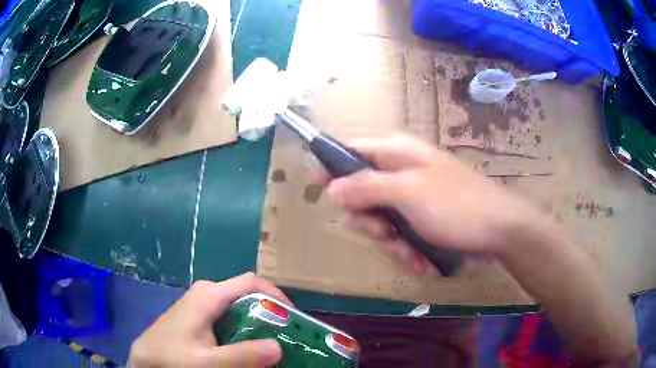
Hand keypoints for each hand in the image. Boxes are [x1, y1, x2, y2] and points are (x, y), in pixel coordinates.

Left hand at [129, 272, 291, 366]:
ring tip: (272, 347)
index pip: (251, 283)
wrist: (145, 361)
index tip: (294, 320)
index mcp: (209, 295)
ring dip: (258, 326)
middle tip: (287, 339)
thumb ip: (242, 355)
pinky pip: (229, 320)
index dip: (276, 296)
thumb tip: (279, 347)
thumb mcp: (208, 362)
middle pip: (248, 297)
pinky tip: (247, 350)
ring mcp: (202, 306)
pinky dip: (244, 332)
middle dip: (270, 316)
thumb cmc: (172, 358)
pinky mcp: (199, 318)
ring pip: (239, 310)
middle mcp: (207, 294)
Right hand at [321, 135, 537, 274]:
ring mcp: (413, 195)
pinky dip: (409, 249)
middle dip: (370, 221)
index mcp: (396, 152)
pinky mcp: (423, 217)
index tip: (321, 191)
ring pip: (381, 219)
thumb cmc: (454, 204)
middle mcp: (401, 170)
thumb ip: (366, 187)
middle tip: (384, 233)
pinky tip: (422, 261)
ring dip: (393, 242)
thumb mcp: (407, 192)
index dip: (332, 168)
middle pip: (362, 193)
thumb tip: (329, 186)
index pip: (351, 151)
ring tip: (412, 254)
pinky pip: (401, 232)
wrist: (499, 229)